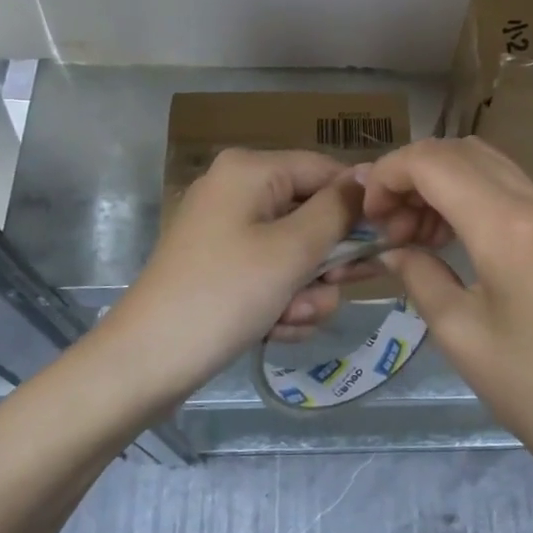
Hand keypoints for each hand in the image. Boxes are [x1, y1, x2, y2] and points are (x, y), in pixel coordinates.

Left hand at [98, 149, 370, 405]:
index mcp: (251, 170)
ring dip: (306, 291)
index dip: (358, 206)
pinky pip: (271, 273)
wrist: (146, 362)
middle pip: (312, 214)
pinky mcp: (222, 266)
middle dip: (326, 261)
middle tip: (336, 289)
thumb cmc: (225, 295)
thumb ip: (338, 211)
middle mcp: (238, 190)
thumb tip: (368, 176)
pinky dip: (281, 302)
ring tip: (291, 320)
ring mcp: (227, 230)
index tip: (385, 244)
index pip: (326, 170)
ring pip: (296, 252)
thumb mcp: (292, 250)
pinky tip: (275, 330)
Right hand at [363, 138, 532, 480]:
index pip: (432, 162)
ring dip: (440, 184)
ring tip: (416, 237)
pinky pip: (508, 187)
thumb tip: (391, 248)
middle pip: (458, 151)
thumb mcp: (460, 334)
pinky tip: (453, 239)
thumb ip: (419, 275)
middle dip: (411, 176)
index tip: (369, 216)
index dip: (388, 175)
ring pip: (484, 163)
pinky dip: (470, 196)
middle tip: (389, 229)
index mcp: (507, 226)